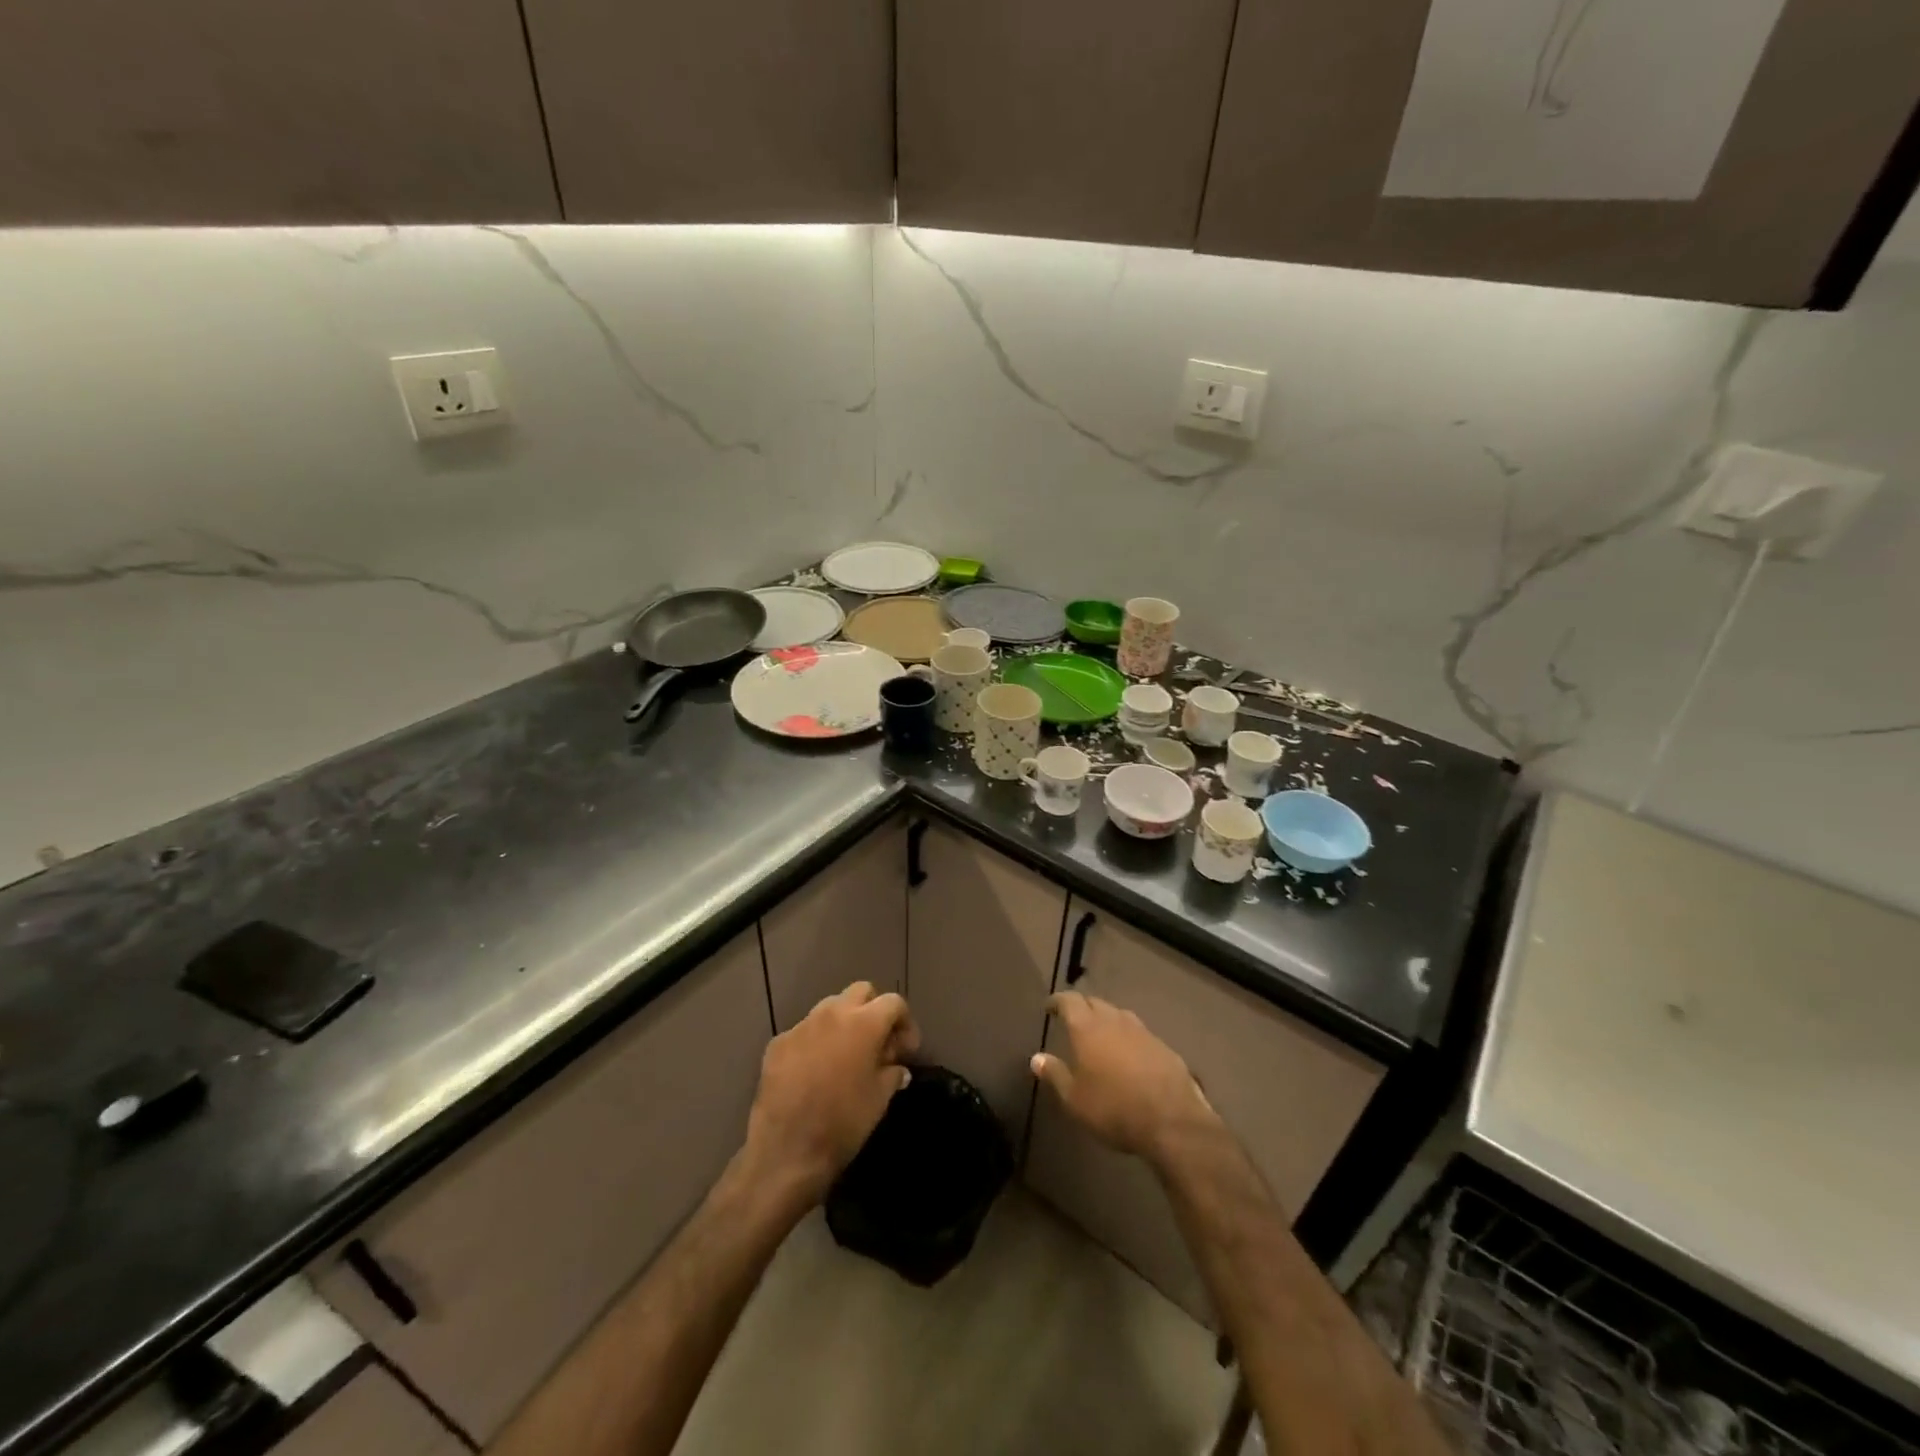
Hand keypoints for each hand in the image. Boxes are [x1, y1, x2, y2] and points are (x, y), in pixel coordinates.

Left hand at [744, 981, 918, 1204]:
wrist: (786, 1150)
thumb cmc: (843, 1122)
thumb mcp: (880, 1099)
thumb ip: (892, 1074)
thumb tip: (897, 1068)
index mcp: (864, 1023)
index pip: (894, 1002)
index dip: (905, 1023)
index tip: (907, 1050)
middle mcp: (832, 1013)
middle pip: (861, 992)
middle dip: (874, 1010)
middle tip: (878, 1043)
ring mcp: (801, 1026)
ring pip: (830, 1007)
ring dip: (843, 1023)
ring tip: (846, 1055)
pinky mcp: (778, 1043)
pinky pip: (804, 1031)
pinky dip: (816, 1042)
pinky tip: (815, 1071)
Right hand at [1031, 991, 1217, 1168]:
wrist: (1172, 1121)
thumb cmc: (1114, 1109)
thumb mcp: (1075, 1100)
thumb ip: (1055, 1075)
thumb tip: (1036, 1058)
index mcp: (1088, 1028)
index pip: (1069, 1001)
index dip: (1058, 1001)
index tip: (1049, 1007)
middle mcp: (1114, 1020)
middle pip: (1095, 1003)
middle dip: (1081, 1007)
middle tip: (1072, 1019)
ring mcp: (1142, 1031)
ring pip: (1118, 1014)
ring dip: (1106, 1019)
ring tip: (1100, 1033)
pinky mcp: (1163, 1046)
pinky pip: (1138, 1032)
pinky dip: (1127, 1036)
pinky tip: (1128, 1053)